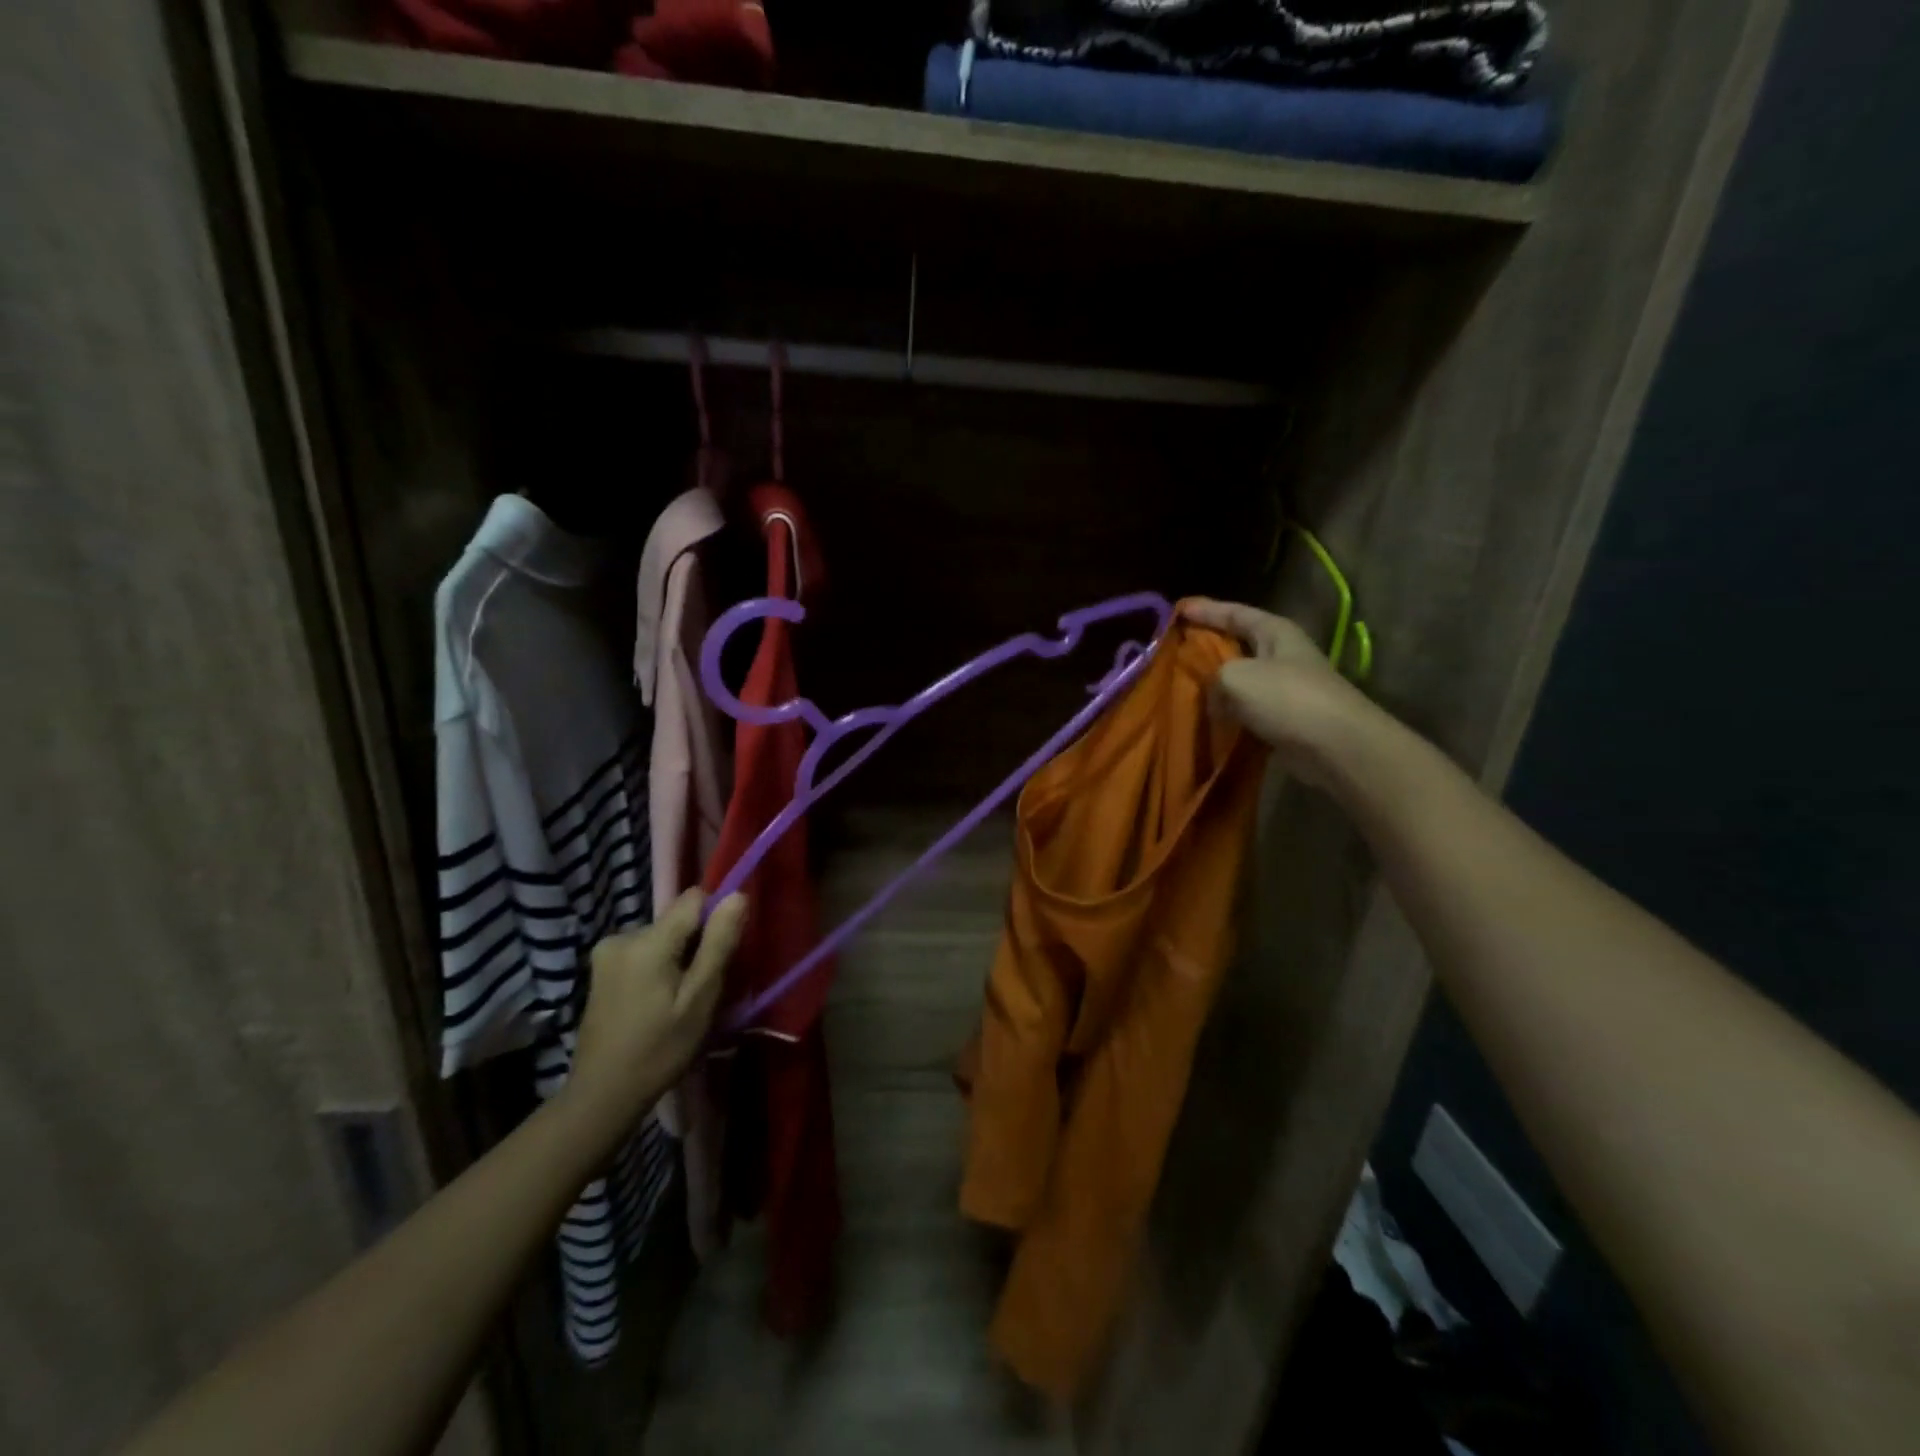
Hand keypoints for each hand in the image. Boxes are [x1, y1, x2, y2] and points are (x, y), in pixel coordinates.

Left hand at [567, 889, 746, 1123]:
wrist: (602, 1094)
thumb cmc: (660, 1049)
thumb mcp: (700, 998)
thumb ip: (719, 943)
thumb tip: (737, 895)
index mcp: (647, 940)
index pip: (693, 898)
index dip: (714, 919)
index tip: (718, 956)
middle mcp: (622, 936)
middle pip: (677, 920)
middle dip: (695, 944)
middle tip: (699, 990)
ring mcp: (606, 952)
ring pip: (661, 937)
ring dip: (676, 958)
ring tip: (677, 1001)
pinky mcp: (600, 969)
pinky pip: (643, 952)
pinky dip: (657, 967)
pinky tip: (656, 1003)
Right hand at [1182, 598, 1379, 785]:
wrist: (1335, 746)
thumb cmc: (1287, 698)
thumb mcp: (1236, 677)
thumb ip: (1213, 678)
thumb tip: (1215, 698)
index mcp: (1275, 632)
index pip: (1234, 612)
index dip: (1205, 610)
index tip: (1177, 609)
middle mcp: (1282, 655)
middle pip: (1238, 644)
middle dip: (1209, 646)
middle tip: (1176, 649)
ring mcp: (1286, 688)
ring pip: (1241, 680)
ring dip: (1216, 685)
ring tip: (1184, 687)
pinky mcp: (1285, 719)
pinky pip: (1247, 710)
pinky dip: (1228, 713)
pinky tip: (1207, 720)